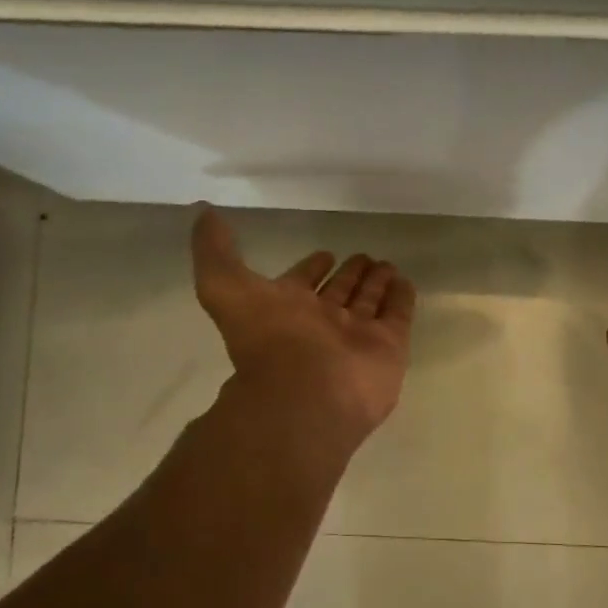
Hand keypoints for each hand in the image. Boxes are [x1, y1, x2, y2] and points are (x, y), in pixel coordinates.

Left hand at [192, 206, 415, 444]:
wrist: (306, 393)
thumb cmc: (267, 339)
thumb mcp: (224, 286)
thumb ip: (214, 252)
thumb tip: (203, 214)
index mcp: (287, 310)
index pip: (302, 283)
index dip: (311, 268)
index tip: (324, 253)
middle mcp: (322, 323)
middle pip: (339, 292)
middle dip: (350, 273)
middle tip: (362, 256)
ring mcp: (357, 336)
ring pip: (368, 302)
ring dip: (376, 282)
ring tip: (386, 264)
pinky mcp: (388, 346)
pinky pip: (397, 316)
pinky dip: (402, 298)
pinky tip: (405, 281)